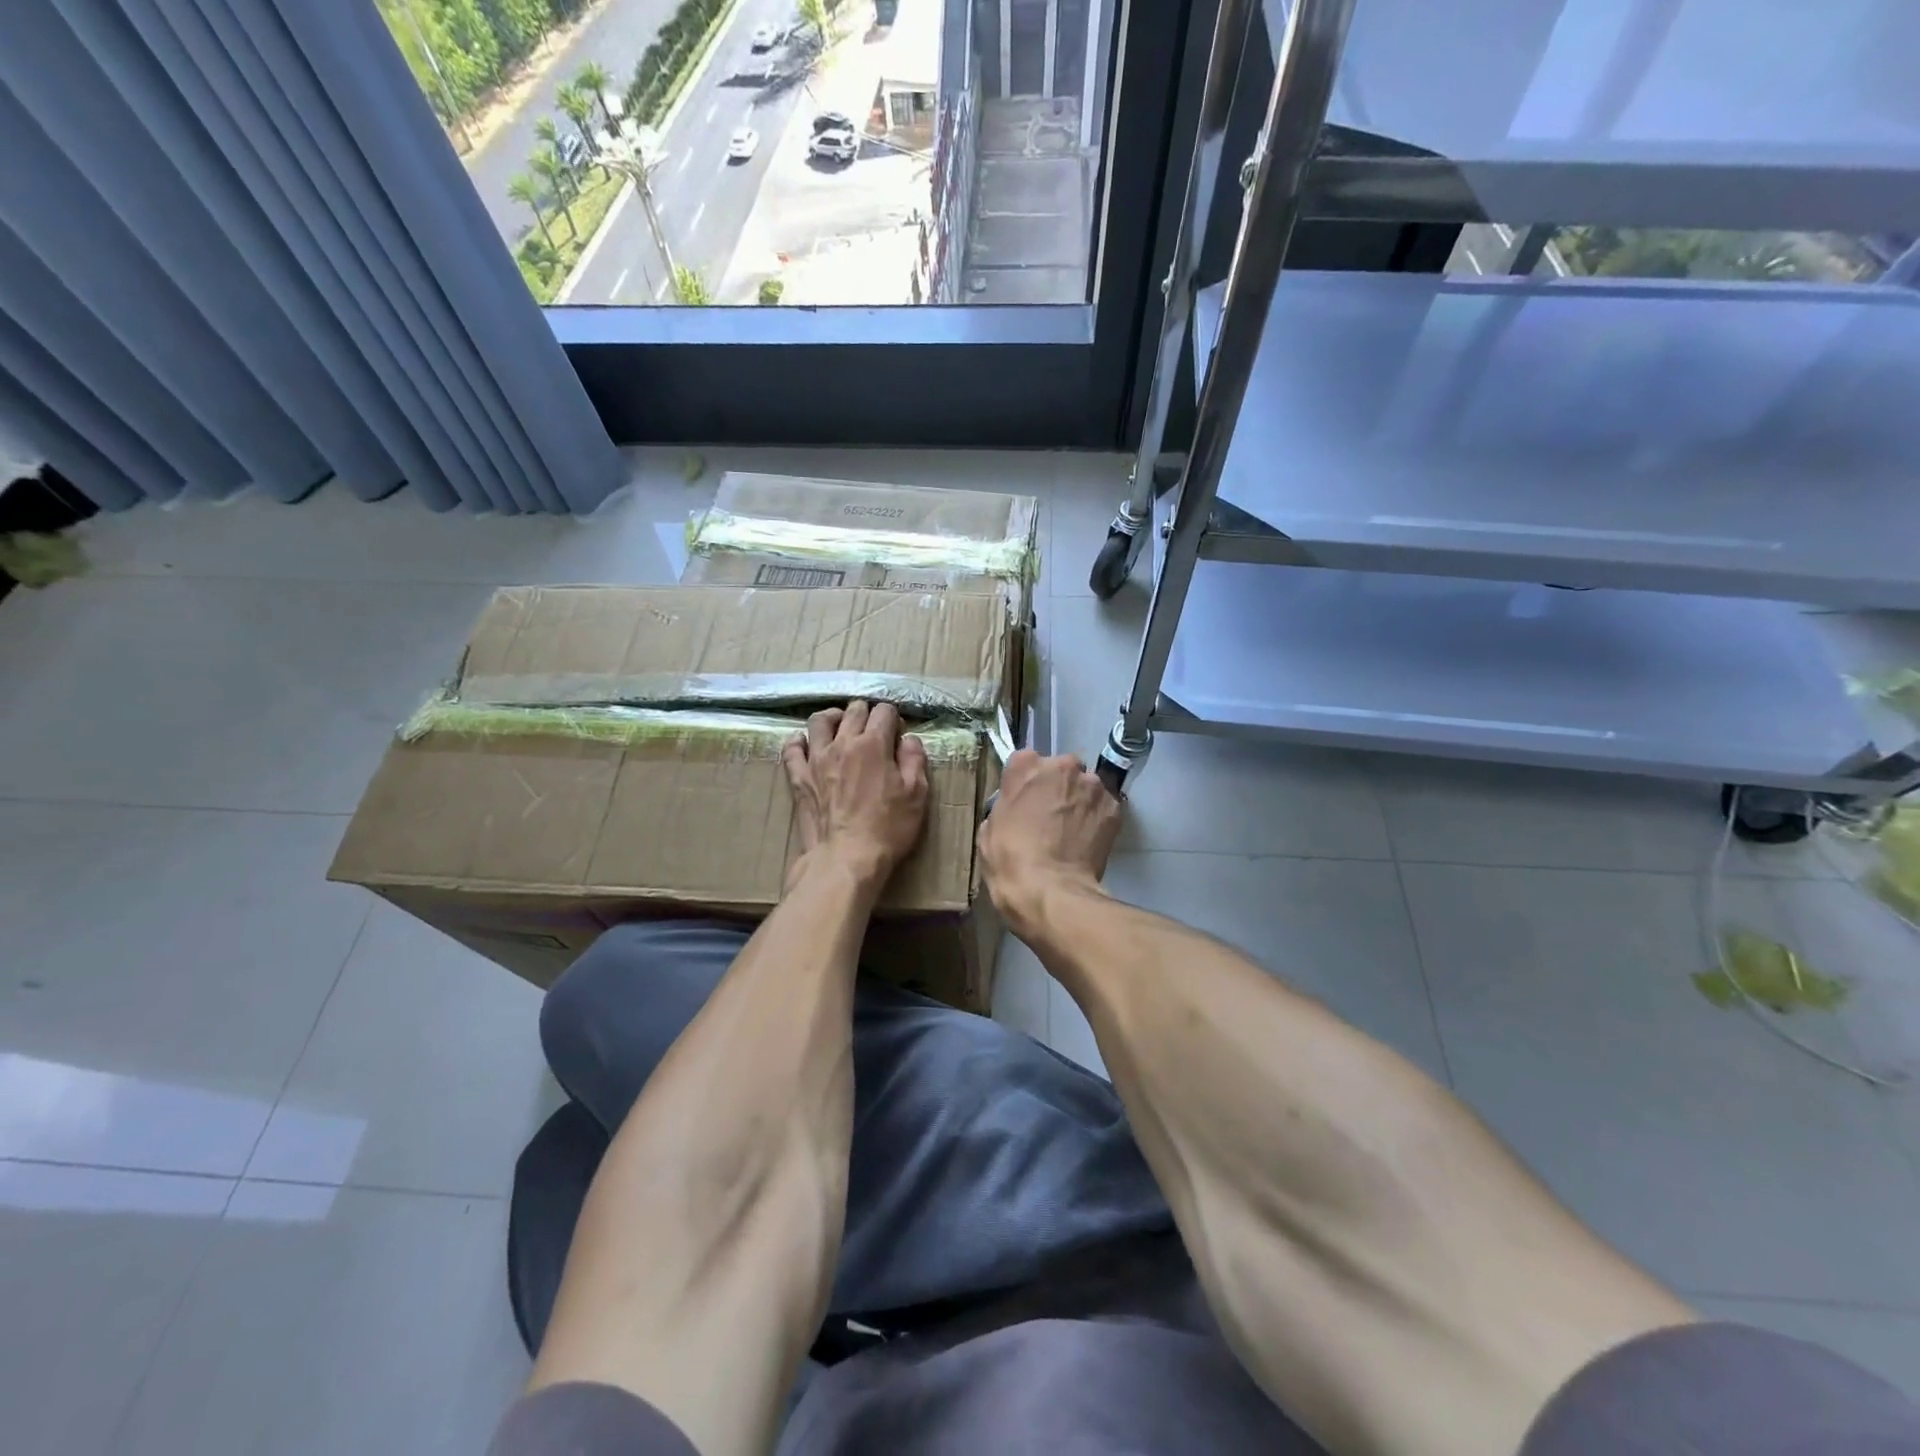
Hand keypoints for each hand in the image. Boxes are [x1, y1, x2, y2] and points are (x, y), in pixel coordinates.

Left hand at [782, 701, 929, 891]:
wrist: (846, 859)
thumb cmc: (887, 829)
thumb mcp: (916, 795)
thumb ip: (914, 760)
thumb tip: (909, 740)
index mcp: (873, 744)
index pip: (884, 712)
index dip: (894, 718)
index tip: (898, 734)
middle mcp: (842, 743)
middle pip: (853, 710)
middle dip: (867, 713)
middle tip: (875, 730)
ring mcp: (816, 759)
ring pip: (819, 720)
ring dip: (834, 718)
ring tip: (841, 727)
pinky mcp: (799, 777)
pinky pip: (792, 749)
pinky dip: (798, 741)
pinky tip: (806, 743)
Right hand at [977, 749, 1121, 937]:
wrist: (1051, 892)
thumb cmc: (1010, 859)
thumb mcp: (989, 829)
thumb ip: (1006, 804)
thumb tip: (1019, 807)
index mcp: (1026, 765)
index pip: (1025, 762)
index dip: (1025, 784)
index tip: (1024, 802)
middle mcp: (1063, 765)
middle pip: (1060, 770)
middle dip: (1057, 788)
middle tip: (1050, 817)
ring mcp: (1092, 785)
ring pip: (1085, 787)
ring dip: (1079, 802)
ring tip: (1071, 832)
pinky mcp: (1114, 808)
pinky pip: (1102, 807)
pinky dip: (1096, 819)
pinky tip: (1087, 840)